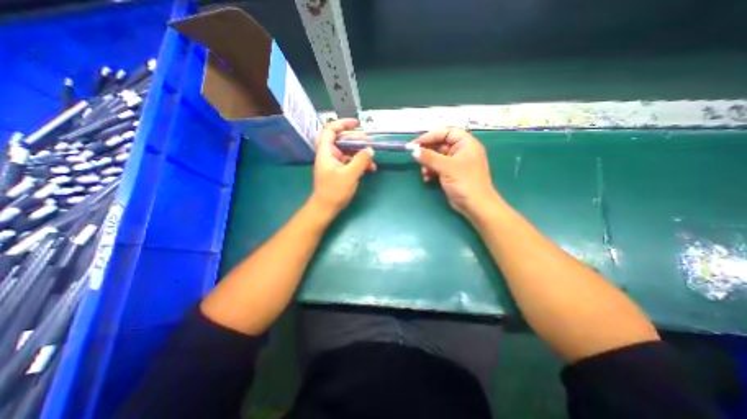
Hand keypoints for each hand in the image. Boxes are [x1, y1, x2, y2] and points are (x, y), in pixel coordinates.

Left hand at [309, 118, 377, 215]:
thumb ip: (361, 161)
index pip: (331, 130)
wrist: (326, 208)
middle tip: (371, 144)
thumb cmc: (334, 191)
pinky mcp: (340, 170)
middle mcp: (330, 154)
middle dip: (358, 140)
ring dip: (361, 153)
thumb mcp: (349, 175)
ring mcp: (335, 162)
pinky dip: (360, 162)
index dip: (343, 124)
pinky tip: (371, 168)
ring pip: (349, 151)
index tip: (357, 124)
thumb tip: (370, 149)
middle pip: (343, 140)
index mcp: (326, 151)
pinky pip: (351, 161)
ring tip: (373, 159)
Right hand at [415, 127, 501, 217]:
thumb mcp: (446, 168)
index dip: (431, 136)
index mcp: (466, 144)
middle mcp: (461, 151)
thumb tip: (414, 151)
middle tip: (415, 157)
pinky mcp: (451, 174)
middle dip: (427, 152)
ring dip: (428, 164)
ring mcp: (455, 164)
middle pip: (440, 145)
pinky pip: (437, 168)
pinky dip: (430, 172)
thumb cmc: (465, 183)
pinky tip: (426, 179)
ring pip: (437, 158)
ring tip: (424, 173)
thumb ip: (429, 158)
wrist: (475, 206)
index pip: (447, 132)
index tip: (416, 143)